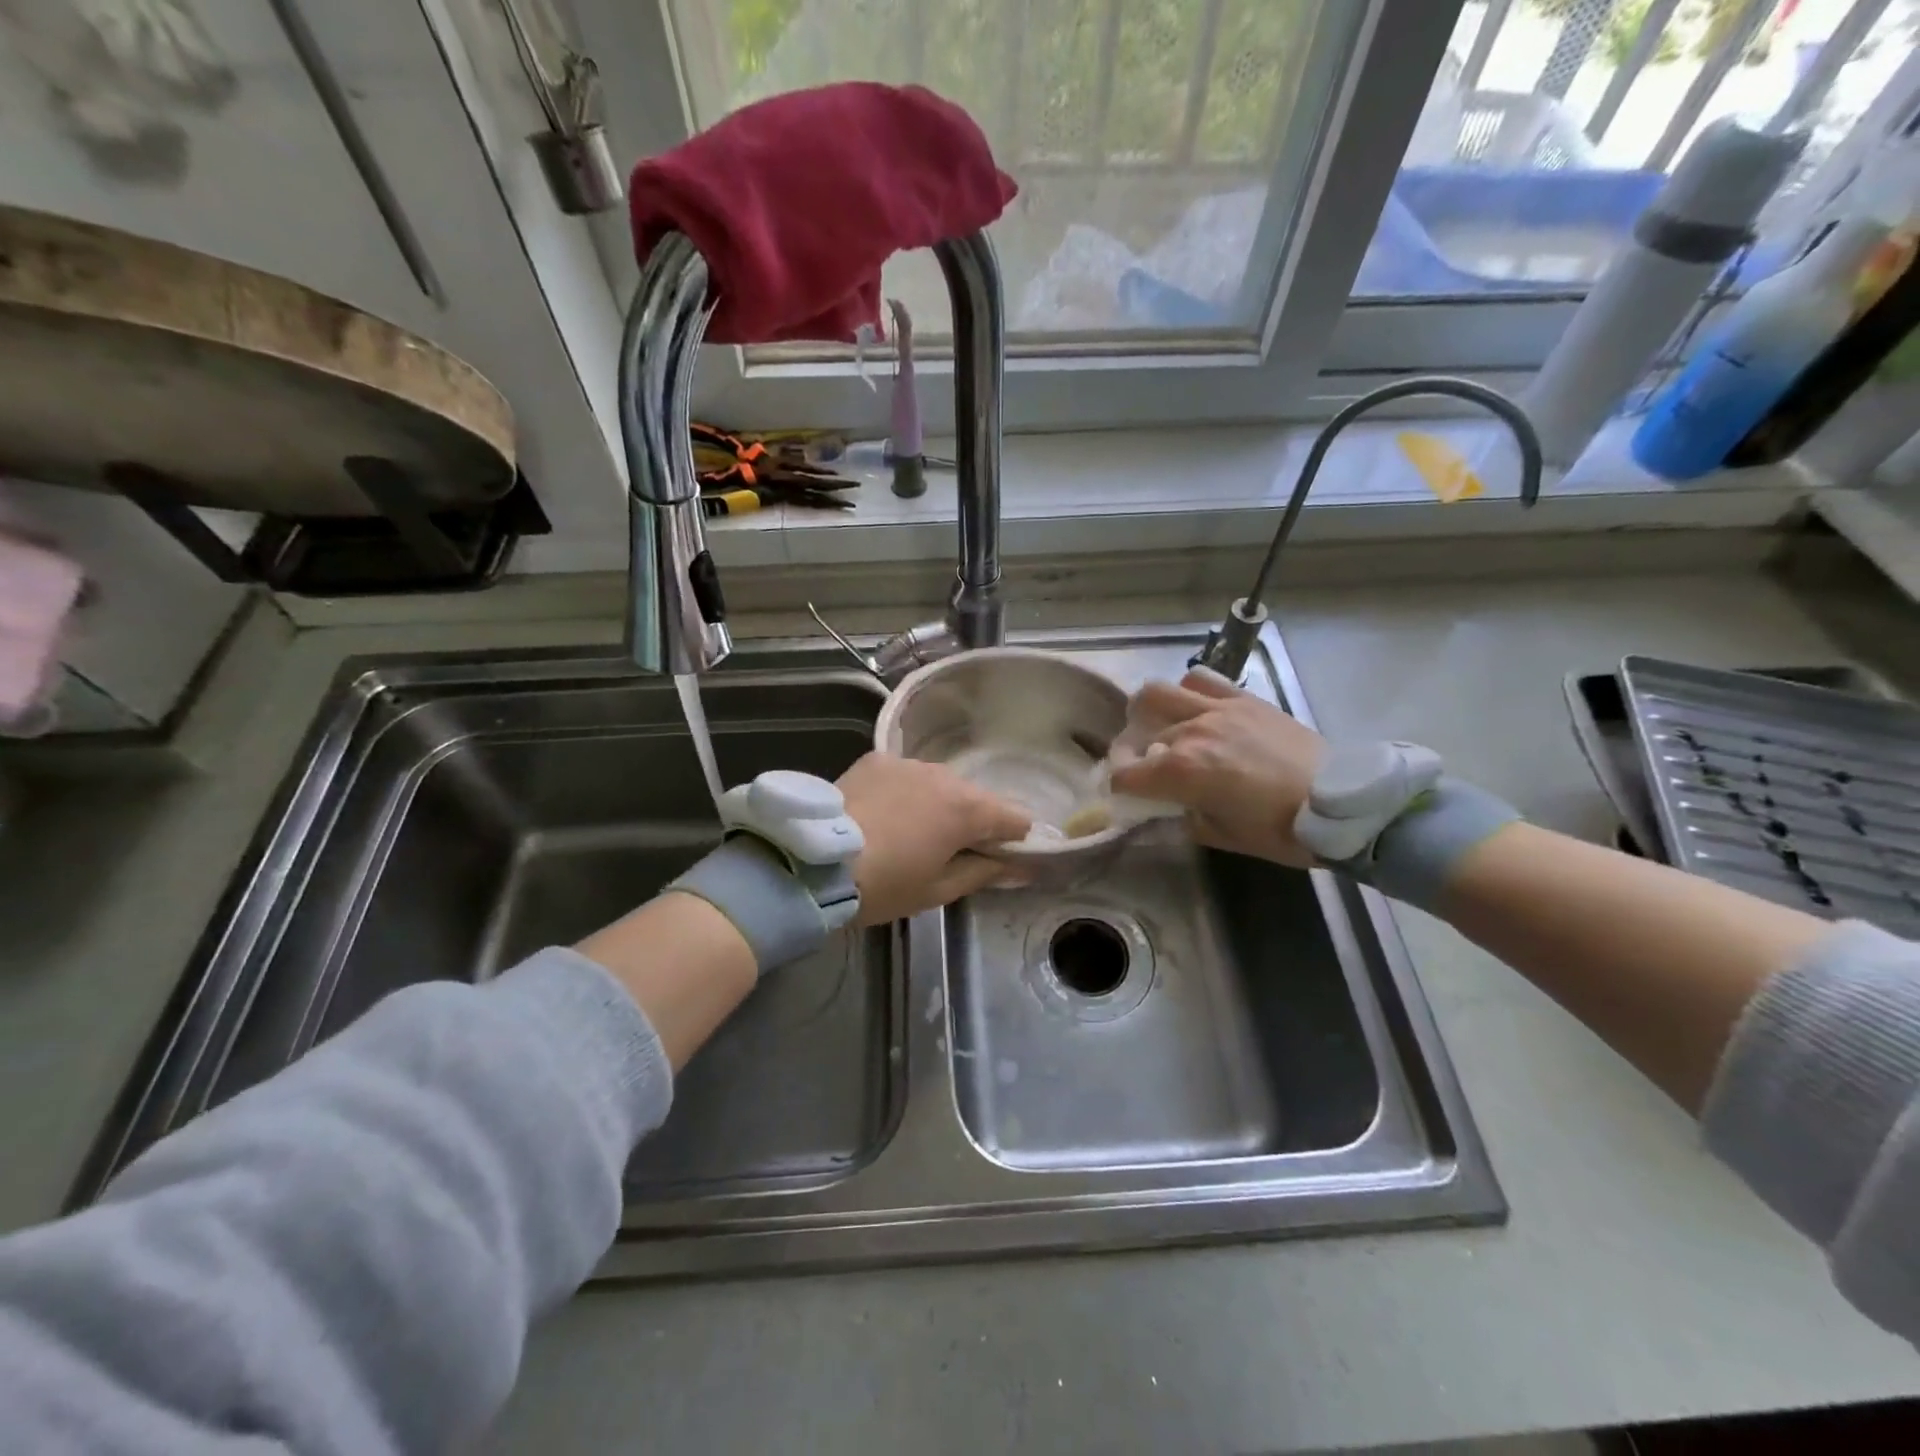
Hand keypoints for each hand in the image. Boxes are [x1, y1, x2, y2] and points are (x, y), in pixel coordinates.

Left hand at [837, 753, 1031, 924]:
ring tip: (908, 833)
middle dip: (971, 823)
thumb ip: (985, 872)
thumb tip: (1020, 867)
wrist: (813, 862)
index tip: (994, 861)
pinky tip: (883, 814)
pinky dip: (905, 792)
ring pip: (940, 784)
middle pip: (977, 798)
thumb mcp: (938, 890)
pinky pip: (906, 775)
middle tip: (945, 853)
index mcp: (968, 809)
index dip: (1013, 841)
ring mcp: (908, 762)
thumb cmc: (884, 884)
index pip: (1016, 818)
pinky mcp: (877, 759)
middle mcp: (945, 775)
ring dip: (937, 804)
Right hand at [1108, 668, 1326, 866]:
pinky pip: (1201, 679)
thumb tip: (1164, 808)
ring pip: (1158, 693)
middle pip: (1137, 733)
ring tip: (1157, 726)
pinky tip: (1194, 708)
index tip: (1124, 797)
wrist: (1342, 803)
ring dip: (1147, 711)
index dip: (1118, 789)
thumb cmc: (1280, 830)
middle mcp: (1190, 732)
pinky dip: (1187, 691)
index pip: (1125, 775)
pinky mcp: (1243, 698)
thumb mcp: (1221, 837)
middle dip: (1129, 752)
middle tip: (1140, 765)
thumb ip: (1182, 818)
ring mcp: (1217, 709)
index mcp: (1181, 772)